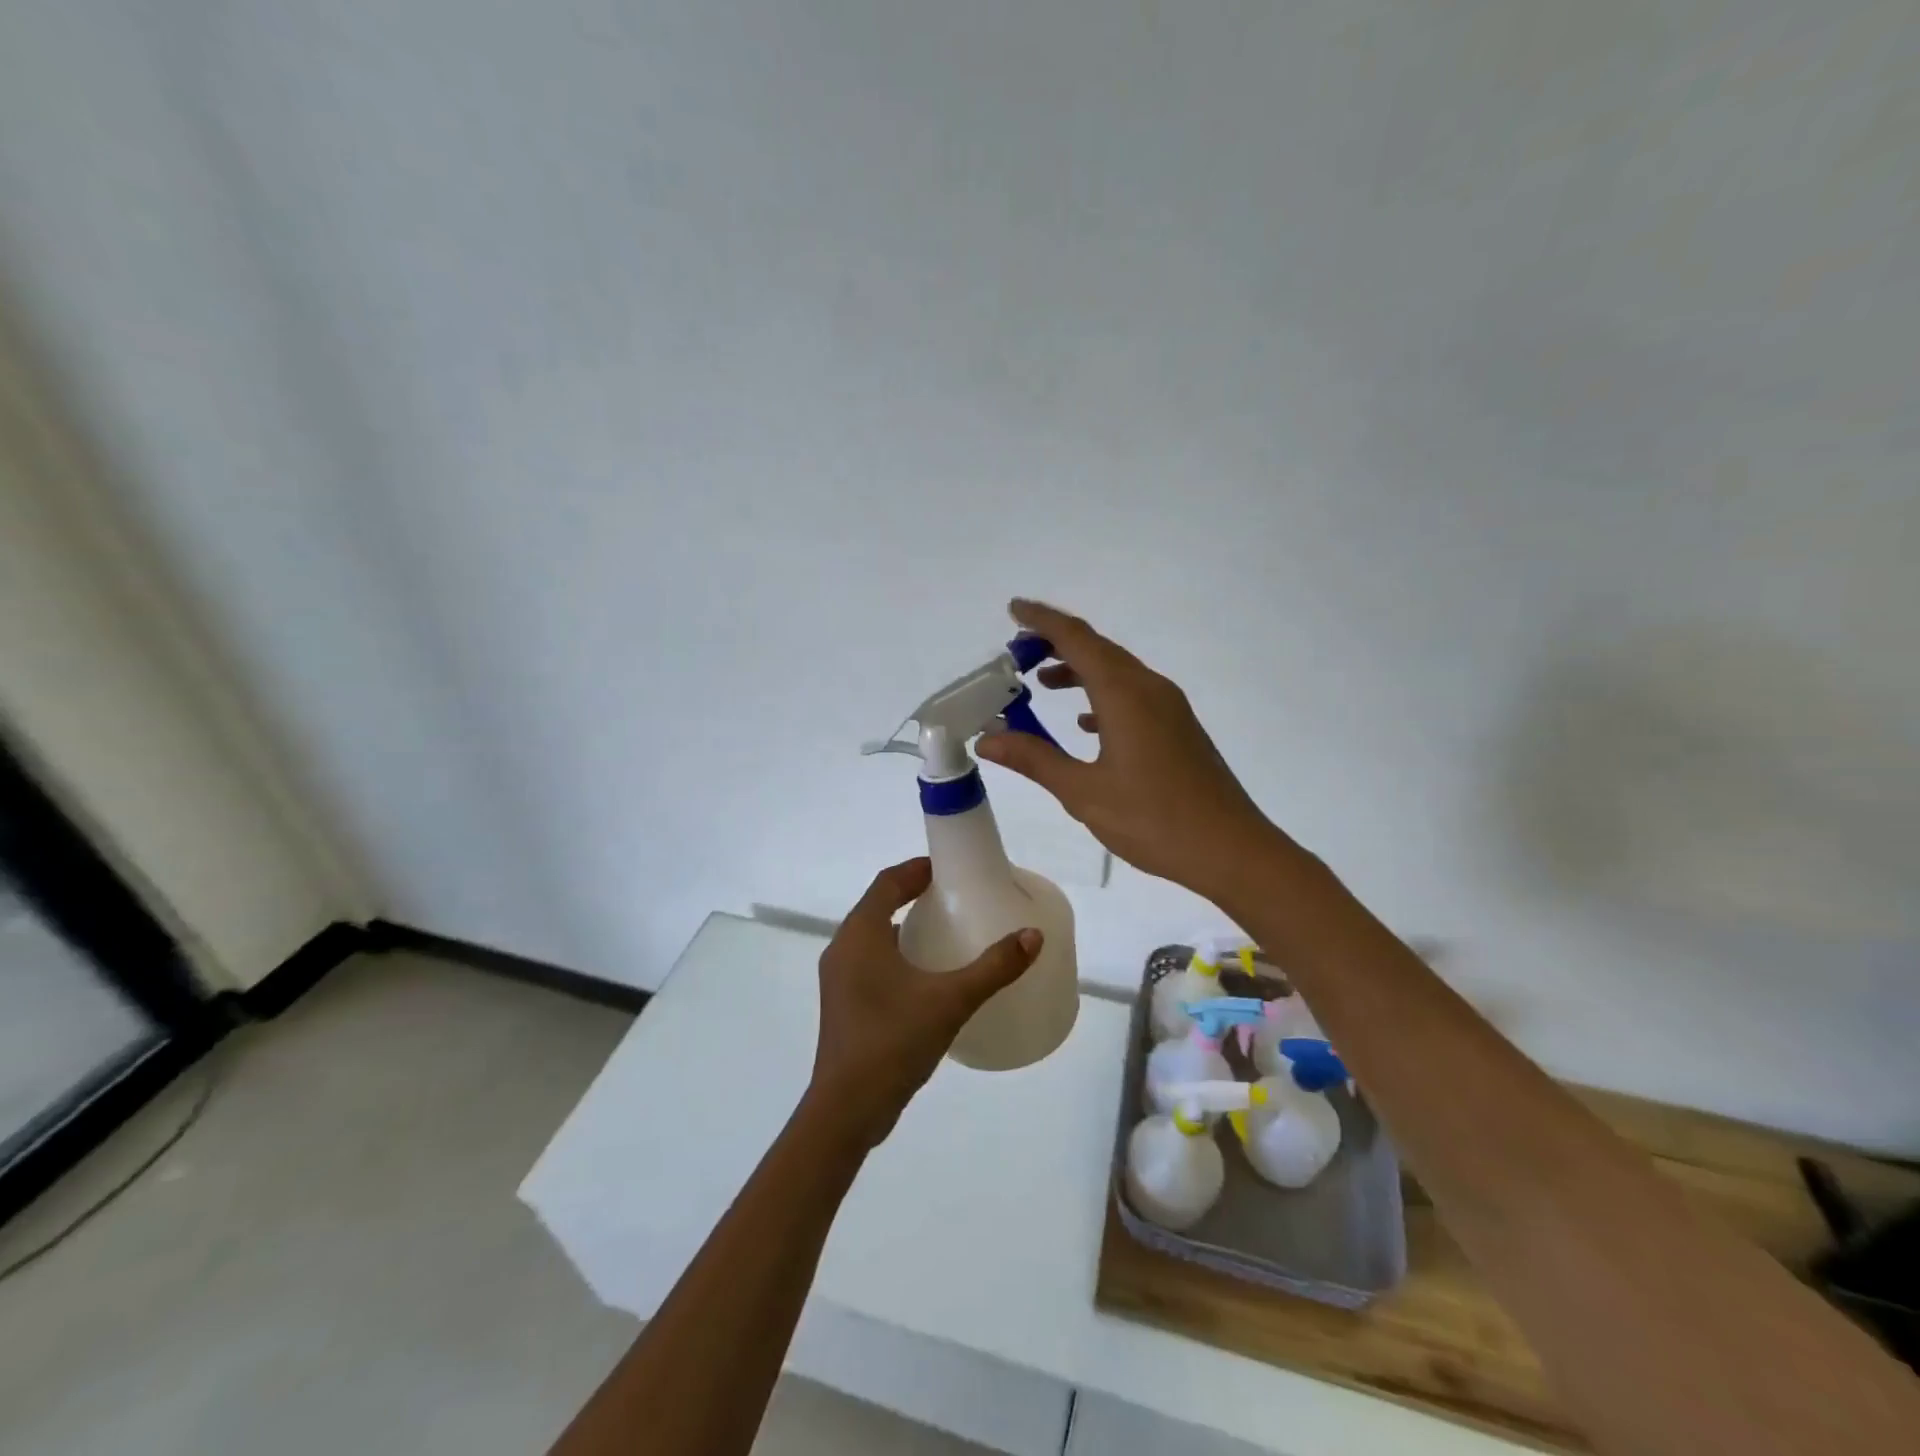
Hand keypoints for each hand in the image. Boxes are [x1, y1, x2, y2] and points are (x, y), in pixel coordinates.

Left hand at [808, 858, 1041, 1146]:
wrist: (847, 1109)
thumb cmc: (893, 1041)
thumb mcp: (951, 1000)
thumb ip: (993, 967)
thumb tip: (1033, 936)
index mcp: (860, 935)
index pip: (887, 883)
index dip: (915, 870)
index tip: (946, 868)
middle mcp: (843, 948)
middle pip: (877, 906)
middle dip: (911, 895)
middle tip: (953, 897)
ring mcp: (838, 979)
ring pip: (872, 937)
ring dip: (903, 927)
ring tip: (944, 932)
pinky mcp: (843, 1004)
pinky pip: (870, 962)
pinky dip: (896, 955)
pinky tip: (926, 977)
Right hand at [976, 599, 1286, 901]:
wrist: (1230, 850)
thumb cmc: (1154, 820)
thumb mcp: (1084, 792)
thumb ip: (1035, 759)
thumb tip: (986, 740)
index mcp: (1125, 695)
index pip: (1077, 639)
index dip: (1042, 620)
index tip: (1013, 609)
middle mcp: (1149, 689)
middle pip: (1098, 649)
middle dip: (1056, 644)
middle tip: (1017, 654)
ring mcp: (1169, 708)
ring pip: (1117, 672)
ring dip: (1079, 670)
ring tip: (1042, 685)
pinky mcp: (1178, 728)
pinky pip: (1132, 695)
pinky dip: (1101, 696)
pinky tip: (1085, 723)